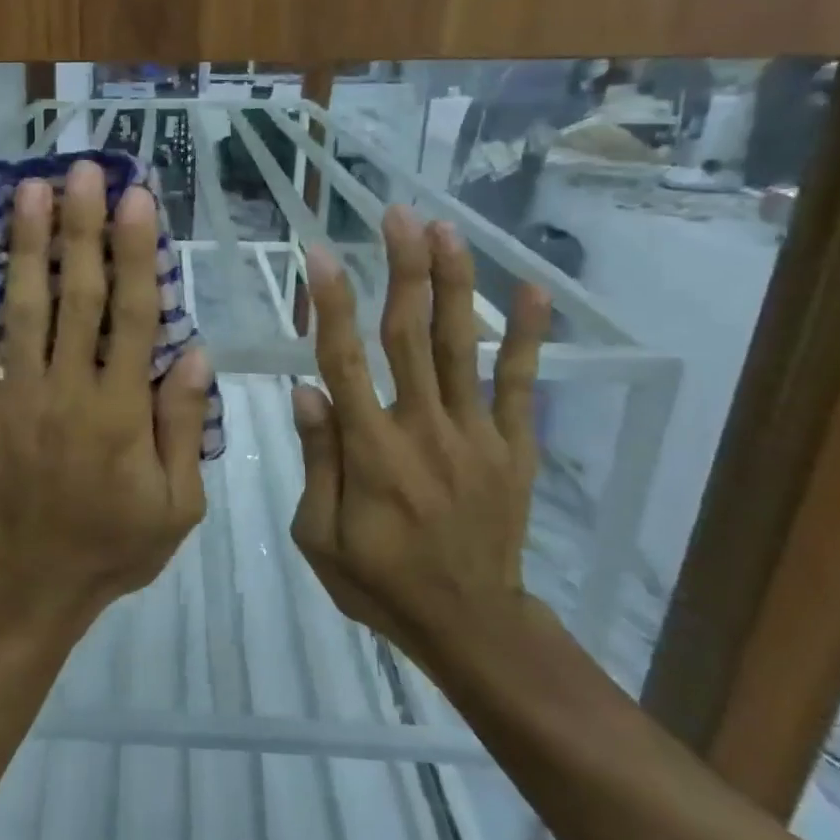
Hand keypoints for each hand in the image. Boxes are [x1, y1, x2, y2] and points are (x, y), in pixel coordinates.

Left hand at [0, 162, 212, 629]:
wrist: (33, 585)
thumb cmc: (115, 545)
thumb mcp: (178, 504)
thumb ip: (184, 425)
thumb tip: (197, 351)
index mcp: (121, 412)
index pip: (133, 316)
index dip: (137, 253)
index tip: (137, 199)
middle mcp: (67, 391)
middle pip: (76, 296)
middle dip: (80, 227)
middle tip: (81, 169)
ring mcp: (16, 396)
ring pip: (22, 309)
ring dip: (25, 246)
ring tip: (28, 190)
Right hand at [290, 209, 550, 649]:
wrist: (471, 625)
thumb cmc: (380, 582)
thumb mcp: (320, 537)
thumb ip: (317, 462)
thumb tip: (307, 391)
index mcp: (371, 452)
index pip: (344, 362)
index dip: (331, 304)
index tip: (319, 255)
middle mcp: (423, 429)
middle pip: (408, 335)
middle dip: (402, 269)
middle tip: (398, 214)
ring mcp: (475, 434)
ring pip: (459, 346)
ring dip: (453, 284)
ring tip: (445, 230)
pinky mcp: (513, 447)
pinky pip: (521, 384)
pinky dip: (526, 336)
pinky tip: (533, 290)